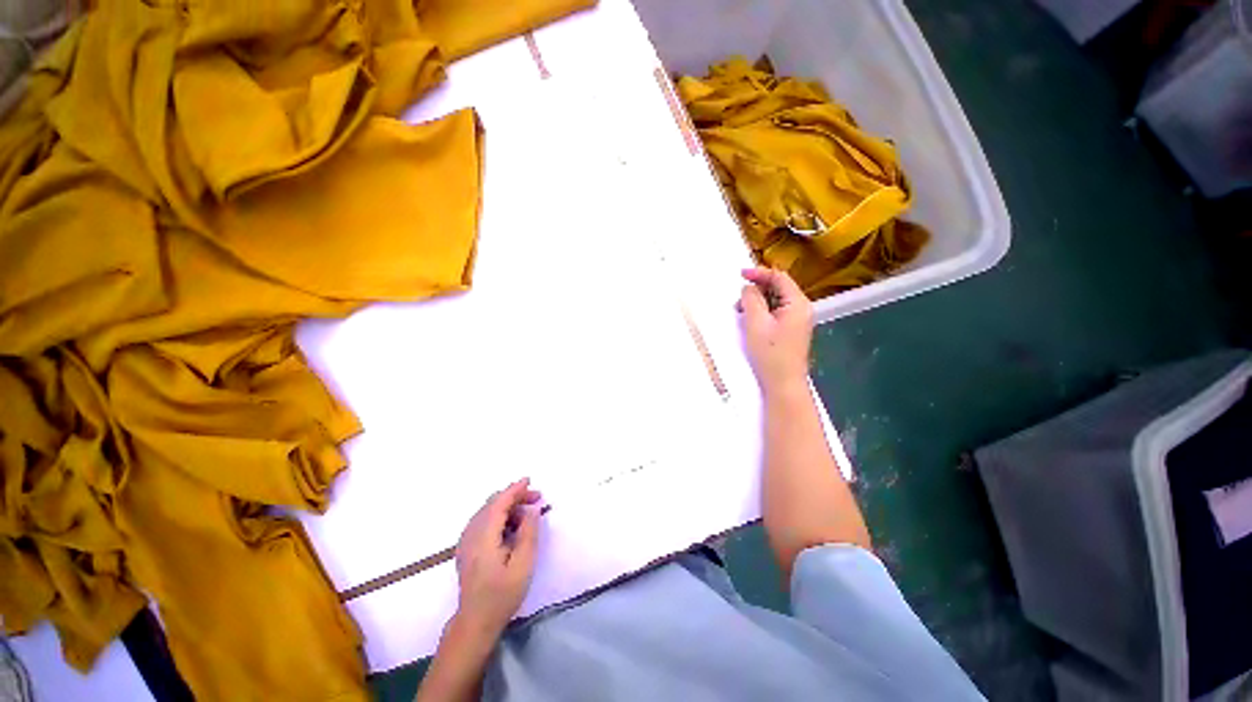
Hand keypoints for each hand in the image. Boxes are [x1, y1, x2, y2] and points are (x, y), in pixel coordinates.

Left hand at [453, 478, 542, 637]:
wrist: (475, 622)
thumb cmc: (502, 595)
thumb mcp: (523, 565)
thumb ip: (529, 533)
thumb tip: (532, 509)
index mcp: (484, 537)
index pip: (498, 503)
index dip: (514, 490)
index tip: (530, 481)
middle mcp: (471, 535)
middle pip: (492, 504)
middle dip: (514, 497)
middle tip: (536, 500)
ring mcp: (466, 542)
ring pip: (486, 511)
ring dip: (507, 506)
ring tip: (527, 514)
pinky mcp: (466, 548)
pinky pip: (482, 521)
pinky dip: (498, 515)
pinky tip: (511, 526)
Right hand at [737, 267, 812, 396]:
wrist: (783, 384)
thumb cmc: (770, 354)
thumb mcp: (756, 323)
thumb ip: (751, 300)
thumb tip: (749, 288)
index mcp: (797, 303)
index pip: (779, 277)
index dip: (759, 273)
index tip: (740, 275)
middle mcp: (801, 309)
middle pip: (778, 288)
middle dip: (756, 290)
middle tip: (738, 302)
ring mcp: (797, 321)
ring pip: (774, 301)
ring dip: (757, 303)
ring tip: (742, 314)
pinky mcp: (790, 331)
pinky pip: (775, 313)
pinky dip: (761, 313)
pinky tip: (750, 323)